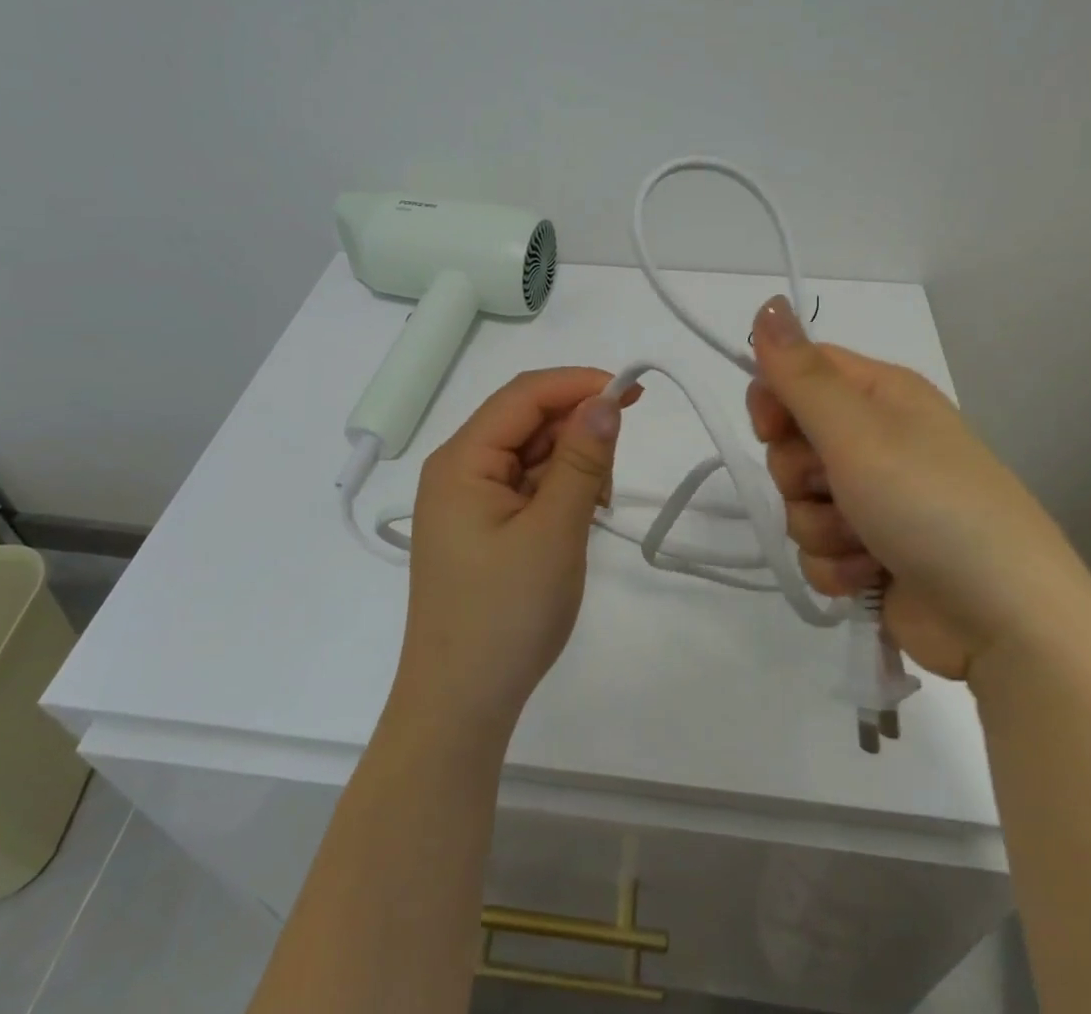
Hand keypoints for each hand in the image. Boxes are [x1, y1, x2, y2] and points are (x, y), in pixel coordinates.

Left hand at [394, 367, 633, 731]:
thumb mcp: (554, 531)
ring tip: (595, 506)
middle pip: (525, 421)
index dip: (578, 384)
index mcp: (461, 460)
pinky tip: (577, 518)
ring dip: (570, 464)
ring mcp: (466, 500)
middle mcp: (457, 469)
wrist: (461, 707)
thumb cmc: (506, 615)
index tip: (632, 393)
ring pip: (529, 453)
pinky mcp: (480, 527)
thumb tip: (605, 399)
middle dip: (576, 430)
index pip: (524, 395)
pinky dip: (557, 490)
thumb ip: (583, 460)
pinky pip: (524, 485)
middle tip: (613, 472)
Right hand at [746, 296, 1090, 680]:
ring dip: (820, 527)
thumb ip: (801, 374)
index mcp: (882, 396)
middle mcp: (877, 441)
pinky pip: (818, 548)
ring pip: (800, 501)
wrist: (1006, 622)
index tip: (771, 428)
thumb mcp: (858, 431)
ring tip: (865, 543)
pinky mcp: (871, 554)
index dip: (774, 397)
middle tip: (835, 487)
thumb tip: (767, 303)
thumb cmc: (930, 505)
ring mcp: (874, 500)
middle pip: (791, 441)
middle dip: (799, 474)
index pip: (800, 371)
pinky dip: (836, 565)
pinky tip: (870, 576)